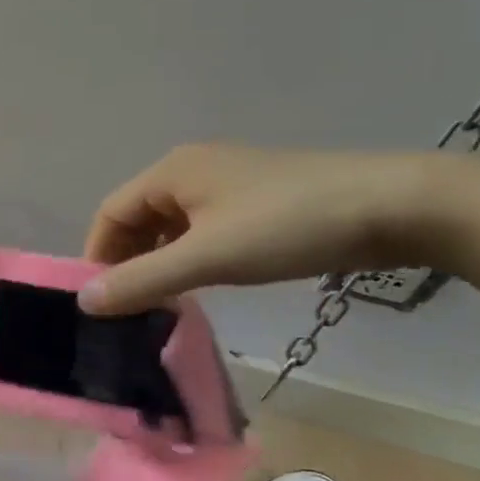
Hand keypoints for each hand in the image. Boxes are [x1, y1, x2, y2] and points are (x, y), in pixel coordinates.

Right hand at [79, 144, 446, 314]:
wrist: (394, 207)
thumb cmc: (287, 226)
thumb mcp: (207, 257)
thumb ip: (143, 280)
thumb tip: (85, 302)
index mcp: (171, 172)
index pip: (110, 214)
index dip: (97, 258)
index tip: (100, 304)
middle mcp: (192, 170)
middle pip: (137, 219)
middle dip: (128, 262)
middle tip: (131, 309)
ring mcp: (227, 184)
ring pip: (171, 227)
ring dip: (159, 263)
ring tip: (163, 303)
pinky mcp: (257, 201)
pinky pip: (203, 230)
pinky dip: (190, 257)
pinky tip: (202, 284)